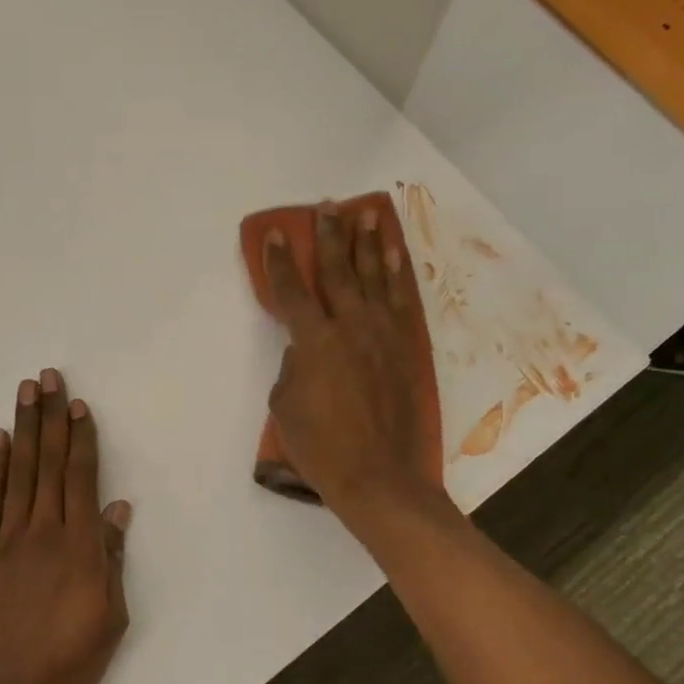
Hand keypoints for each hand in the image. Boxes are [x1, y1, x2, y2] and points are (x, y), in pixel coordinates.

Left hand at [0, 369, 131, 683]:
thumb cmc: (68, 658)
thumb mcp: (110, 614)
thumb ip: (111, 557)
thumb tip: (116, 509)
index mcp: (80, 545)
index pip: (80, 478)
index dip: (80, 438)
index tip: (77, 404)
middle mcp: (43, 530)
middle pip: (48, 463)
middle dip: (50, 417)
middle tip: (47, 377)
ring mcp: (7, 539)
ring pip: (18, 473)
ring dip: (23, 429)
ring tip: (24, 393)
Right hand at [264, 203, 433, 521]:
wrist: (380, 476)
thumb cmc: (322, 447)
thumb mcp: (286, 407)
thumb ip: (292, 368)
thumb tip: (305, 350)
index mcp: (314, 342)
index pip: (291, 291)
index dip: (279, 261)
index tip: (276, 234)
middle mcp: (351, 327)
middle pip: (337, 271)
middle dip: (329, 236)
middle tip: (328, 207)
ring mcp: (385, 335)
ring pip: (376, 278)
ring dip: (369, 244)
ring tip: (367, 215)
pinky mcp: (407, 349)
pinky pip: (402, 301)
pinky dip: (398, 274)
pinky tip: (395, 256)